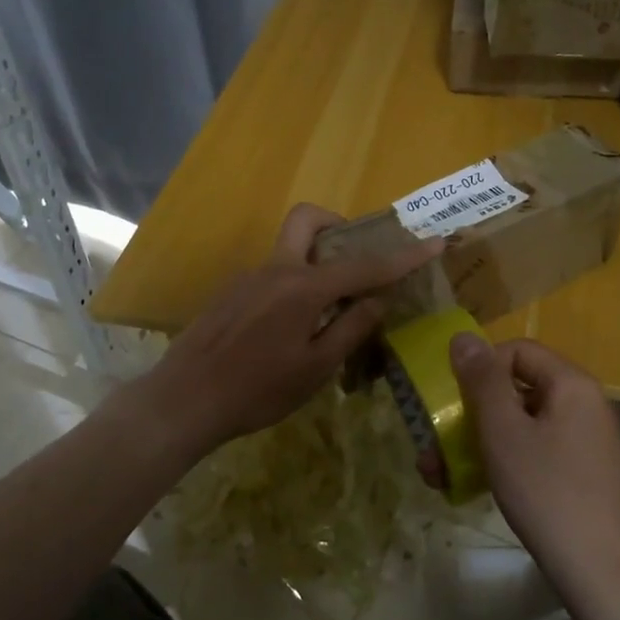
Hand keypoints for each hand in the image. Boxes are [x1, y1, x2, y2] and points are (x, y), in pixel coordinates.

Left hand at [138, 204, 442, 457]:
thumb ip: (350, 328)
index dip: (403, 256)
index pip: (364, 265)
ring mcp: (249, 277)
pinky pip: (273, 274)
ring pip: (290, 249)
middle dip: (338, 225)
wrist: (185, 399)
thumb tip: (377, 299)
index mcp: (303, 287)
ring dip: (316, 262)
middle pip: (307, 219)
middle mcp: (276, 269)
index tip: (434, 242)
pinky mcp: (231, 292)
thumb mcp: (316, 368)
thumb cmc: (258, 390)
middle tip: (356, 258)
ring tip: (329, 310)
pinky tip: (291, 328)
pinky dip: (294, 285)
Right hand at [449, 335, 619, 591]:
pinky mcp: (584, 476)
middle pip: (518, 390)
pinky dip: (505, 462)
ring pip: (522, 426)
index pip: (518, 351)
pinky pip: (537, 453)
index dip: (480, 368)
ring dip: (478, 443)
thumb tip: (464, 337)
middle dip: (470, 415)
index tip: (454, 401)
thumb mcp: (504, 432)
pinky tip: (475, 489)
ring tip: (440, 475)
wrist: (602, 575)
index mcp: (572, 385)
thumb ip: (482, 381)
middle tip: (433, 445)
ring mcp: (587, 443)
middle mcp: (585, 406)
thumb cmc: (547, 492)